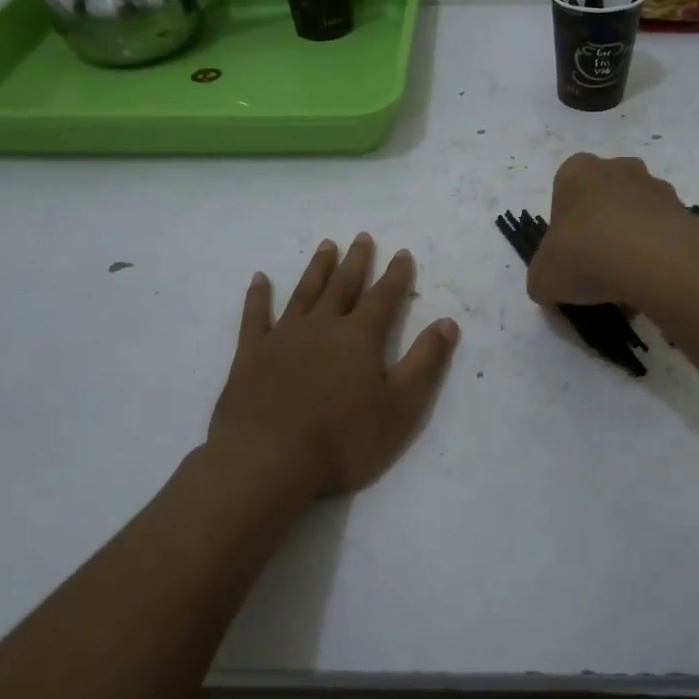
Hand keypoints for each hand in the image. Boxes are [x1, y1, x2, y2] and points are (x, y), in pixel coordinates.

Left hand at [209, 234, 459, 500]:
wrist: (267, 461)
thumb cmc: (342, 440)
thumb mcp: (400, 407)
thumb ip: (425, 362)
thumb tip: (447, 323)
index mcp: (359, 338)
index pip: (383, 298)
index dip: (395, 275)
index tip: (402, 252)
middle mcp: (322, 327)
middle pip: (342, 286)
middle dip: (356, 261)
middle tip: (362, 237)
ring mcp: (283, 337)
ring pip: (304, 293)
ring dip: (317, 269)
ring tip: (326, 246)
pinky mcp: (250, 355)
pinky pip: (254, 316)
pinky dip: (258, 296)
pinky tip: (259, 279)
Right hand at [526, 153, 690, 306]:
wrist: (652, 260)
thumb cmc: (584, 255)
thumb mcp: (543, 278)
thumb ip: (544, 278)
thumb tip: (552, 286)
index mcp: (576, 172)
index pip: (565, 192)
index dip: (565, 228)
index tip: (569, 257)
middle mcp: (618, 169)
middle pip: (604, 200)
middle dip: (602, 231)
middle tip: (597, 269)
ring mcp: (656, 187)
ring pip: (637, 217)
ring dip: (632, 244)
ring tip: (628, 286)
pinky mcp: (686, 211)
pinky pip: (665, 235)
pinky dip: (659, 257)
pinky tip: (652, 286)